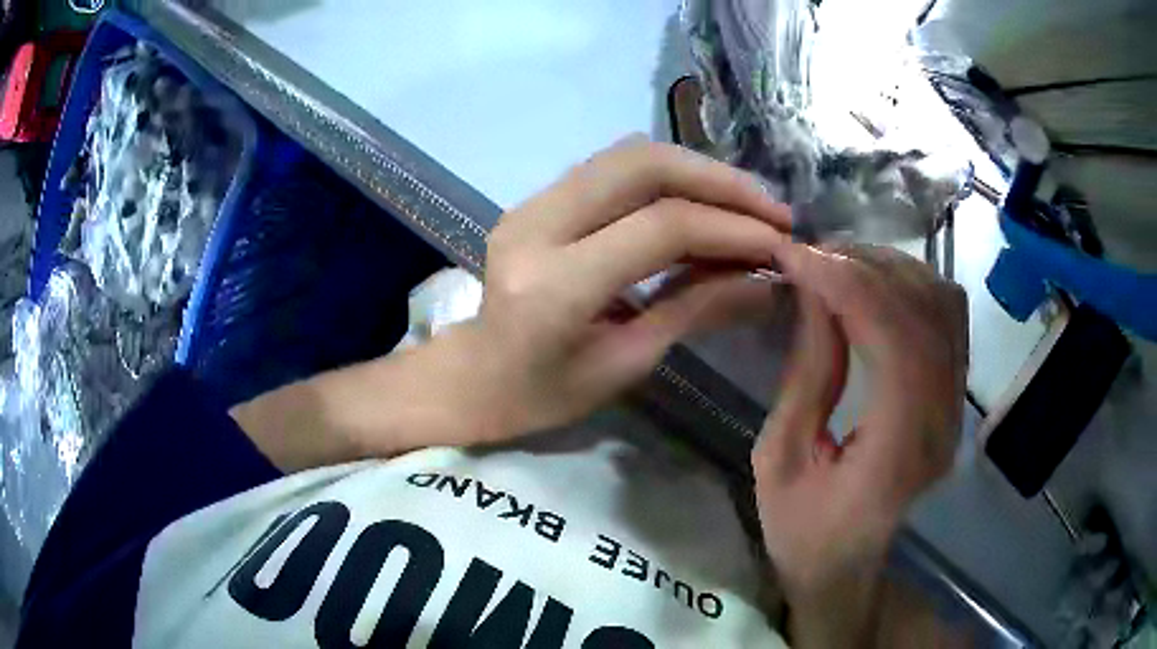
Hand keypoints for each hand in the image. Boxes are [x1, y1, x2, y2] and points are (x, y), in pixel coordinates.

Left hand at [467, 136, 791, 439]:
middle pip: (642, 166)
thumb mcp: (626, 364)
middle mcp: (536, 226)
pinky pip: (611, 168)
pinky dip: (666, 177)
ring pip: (627, 155)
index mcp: (554, 285)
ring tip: (747, 205)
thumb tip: (768, 281)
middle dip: (719, 181)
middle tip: (772, 211)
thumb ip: (696, 310)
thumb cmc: (545, 394)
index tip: (781, 243)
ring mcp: (530, 203)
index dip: (731, 228)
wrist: (474, 377)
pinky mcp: (535, 198)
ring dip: (697, 171)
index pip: (660, 228)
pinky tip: (701, 202)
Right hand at [750, 244, 967, 644]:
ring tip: (839, 264)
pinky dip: (912, 285)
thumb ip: (807, 376)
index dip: (850, 286)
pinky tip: (874, 286)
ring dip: (891, 270)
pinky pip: (948, 318)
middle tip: (813, 255)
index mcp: (896, 456)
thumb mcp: (778, 461)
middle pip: (926, 314)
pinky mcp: (954, 397)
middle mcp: (942, 424)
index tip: (798, 257)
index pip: (898, 343)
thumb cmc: (802, 530)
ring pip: (944, 305)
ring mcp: (955, 408)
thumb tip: (814, 293)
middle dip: (866, 267)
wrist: (845, 566)